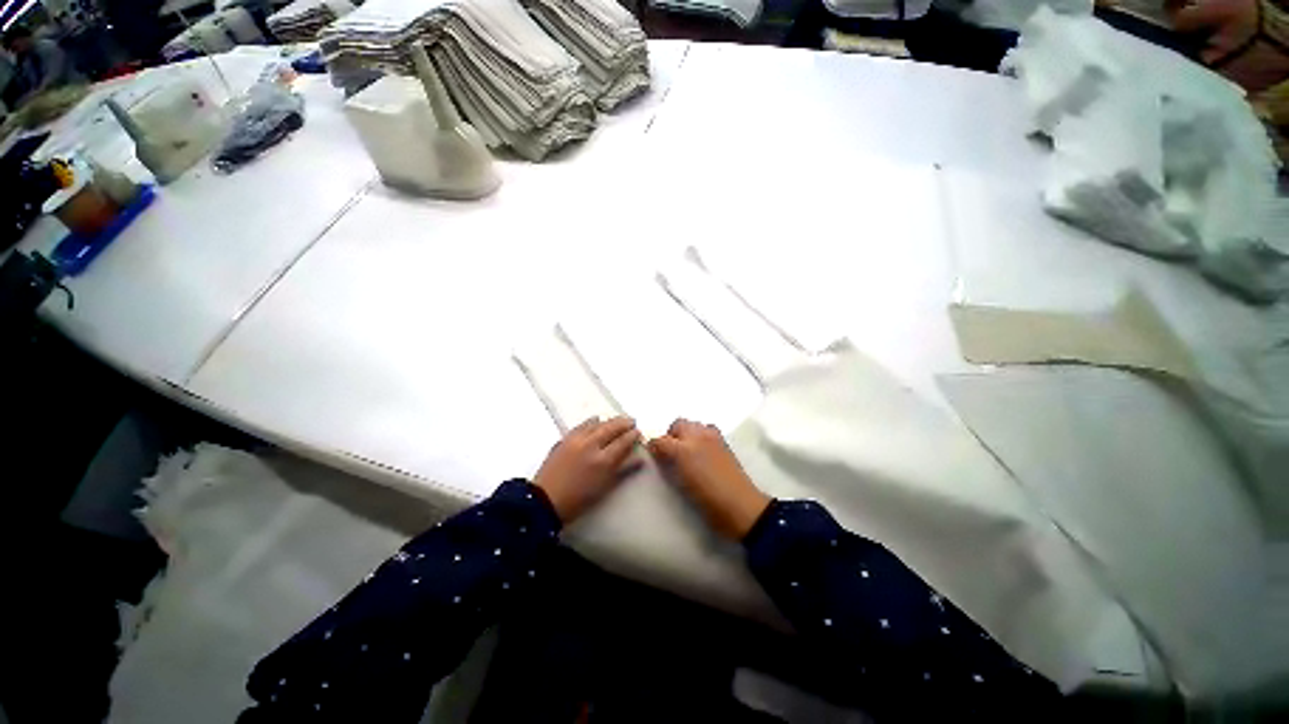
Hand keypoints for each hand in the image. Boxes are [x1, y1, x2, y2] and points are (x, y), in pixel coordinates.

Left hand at [533, 416, 641, 522]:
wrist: (544, 501)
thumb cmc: (578, 500)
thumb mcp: (604, 488)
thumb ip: (623, 471)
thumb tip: (639, 459)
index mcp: (603, 460)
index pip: (623, 442)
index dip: (632, 435)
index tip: (638, 432)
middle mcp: (591, 445)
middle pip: (611, 428)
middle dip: (623, 423)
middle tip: (631, 421)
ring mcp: (576, 440)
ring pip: (597, 424)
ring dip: (609, 421)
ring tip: (617, 420)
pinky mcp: (565, 439)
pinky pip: (582, 425)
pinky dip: (592, 422)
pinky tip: (596, 421)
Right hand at [648, 419, 770, 539]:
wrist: (740, 506)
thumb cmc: (707, 500)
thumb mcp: (680, 485)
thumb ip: (668, 464)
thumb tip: (658, 453)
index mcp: (683, 450)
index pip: (660, 440)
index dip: (654, 446)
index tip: (653, 455)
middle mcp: (697, 437)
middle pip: (678, 424)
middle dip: (671, 434)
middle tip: (670, 452)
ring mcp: (712, 437)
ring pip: (693, 424)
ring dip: (687, 432)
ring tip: (687, 450)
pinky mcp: (724, 442)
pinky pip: (707, 429)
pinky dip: (701, 434)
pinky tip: (702, 450)